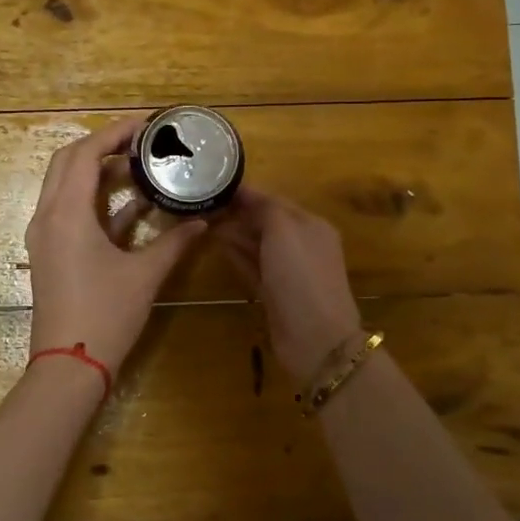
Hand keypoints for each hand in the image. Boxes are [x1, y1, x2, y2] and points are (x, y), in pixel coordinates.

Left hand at [25, 116, 209, 377]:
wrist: (69, 366)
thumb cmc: (106, 315)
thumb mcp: (145, 275)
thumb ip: (174, 242)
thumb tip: (203, 221)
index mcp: (67, 214)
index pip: (85, 154)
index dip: (114, 133)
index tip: (145, 125)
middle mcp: (47, 216)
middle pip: (67, 161)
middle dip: (101, 145)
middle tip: (139, 142)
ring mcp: (44, 236)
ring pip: (63, 185)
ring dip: (95, 170)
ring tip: (135, 166)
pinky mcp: (49, 253)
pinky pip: (66, 210)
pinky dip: (93, 200)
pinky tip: (129, 205)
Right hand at [210, 186, 362, 383]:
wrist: (315, 337)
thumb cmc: (300, 275)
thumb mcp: (284, 230)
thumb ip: (266, 209)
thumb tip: (247, 197)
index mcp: (310, 225)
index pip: (274, 200)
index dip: (247, 193)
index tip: (215, 183)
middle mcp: (302, 245)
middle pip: (266, 222)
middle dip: (238, 213)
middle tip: (204, 204)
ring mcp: (288, 271)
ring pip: (257, 244)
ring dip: (234, 233)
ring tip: (204, 221)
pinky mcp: (275, 293)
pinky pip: (252, 266)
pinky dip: (237, 255)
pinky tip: (217, 246)